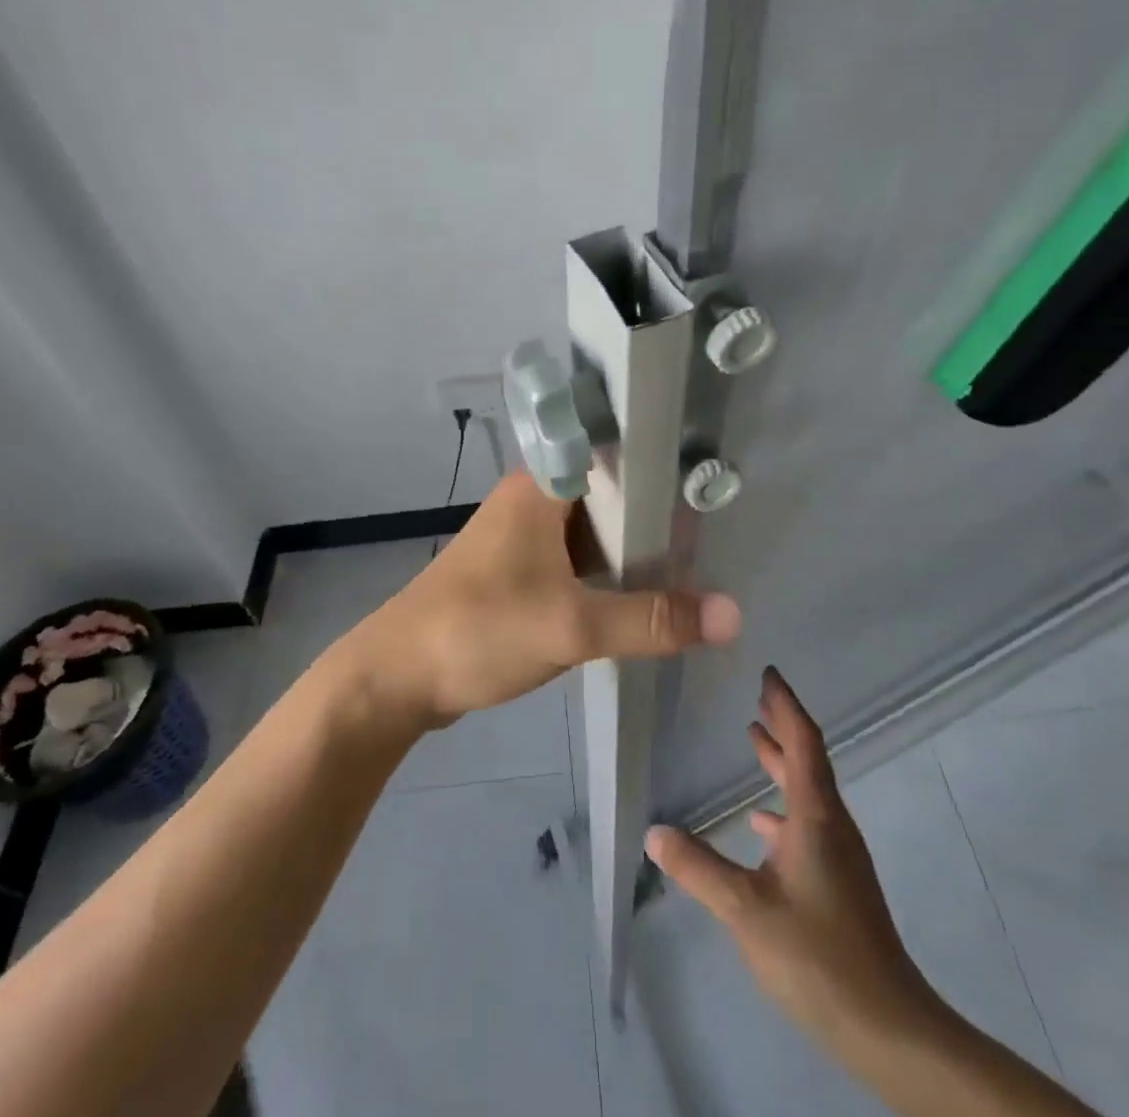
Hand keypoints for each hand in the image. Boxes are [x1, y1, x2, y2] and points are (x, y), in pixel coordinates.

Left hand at [350, 472, 741, 727]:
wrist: (396, 678)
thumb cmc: (479, 631)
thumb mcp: (571, 627)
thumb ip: (651, 620)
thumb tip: (732, 614)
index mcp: (540, 488)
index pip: (610, 451)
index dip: (657, 461)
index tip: (707, 479)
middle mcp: (532, 501)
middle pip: (607, 494)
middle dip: (655, 515)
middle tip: (712, 534)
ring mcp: (522, 538)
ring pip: (592, 531)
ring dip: (631, 549)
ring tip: (692, 563)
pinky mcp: (516, 573)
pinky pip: (574, 561)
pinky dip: (606, 574)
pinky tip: (641, 595)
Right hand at [646, 668, 938, 1058]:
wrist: (888, 1029)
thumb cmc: (818, 955)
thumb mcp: (745, 909)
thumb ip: (698, 868)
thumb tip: (653, 832)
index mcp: (816, 816)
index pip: (803, 742)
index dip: (786, 705)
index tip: (768, 673)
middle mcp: (831, 825)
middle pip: (807, 760)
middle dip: (783, 726)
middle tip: (757, 695)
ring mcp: (839, 855)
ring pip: (808, 792)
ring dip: (782, 763)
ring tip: (754, 740)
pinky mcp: (838, 883)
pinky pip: (808, 824)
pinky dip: (784, 807)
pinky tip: (761, 825)